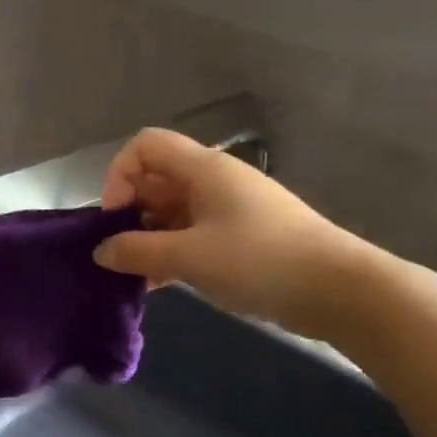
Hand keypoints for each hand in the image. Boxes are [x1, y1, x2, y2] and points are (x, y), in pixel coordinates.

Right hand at [93, 128, 391, 340]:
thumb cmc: (258, 261)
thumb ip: (137, 251)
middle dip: (129, 213)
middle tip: (120, 254)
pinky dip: (170, 253)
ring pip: (172, 212)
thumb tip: (100, 251)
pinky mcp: (240, 238)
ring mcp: (229, 209)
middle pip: (155, 180)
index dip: (119, 175)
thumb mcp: (188, 257)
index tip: (115, 219)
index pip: (145, 147)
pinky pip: (192, 235)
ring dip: (148, 238)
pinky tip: (159, 285)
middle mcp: (214, 181)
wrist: (335, 289)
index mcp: (203, 169)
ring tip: (136, 276)